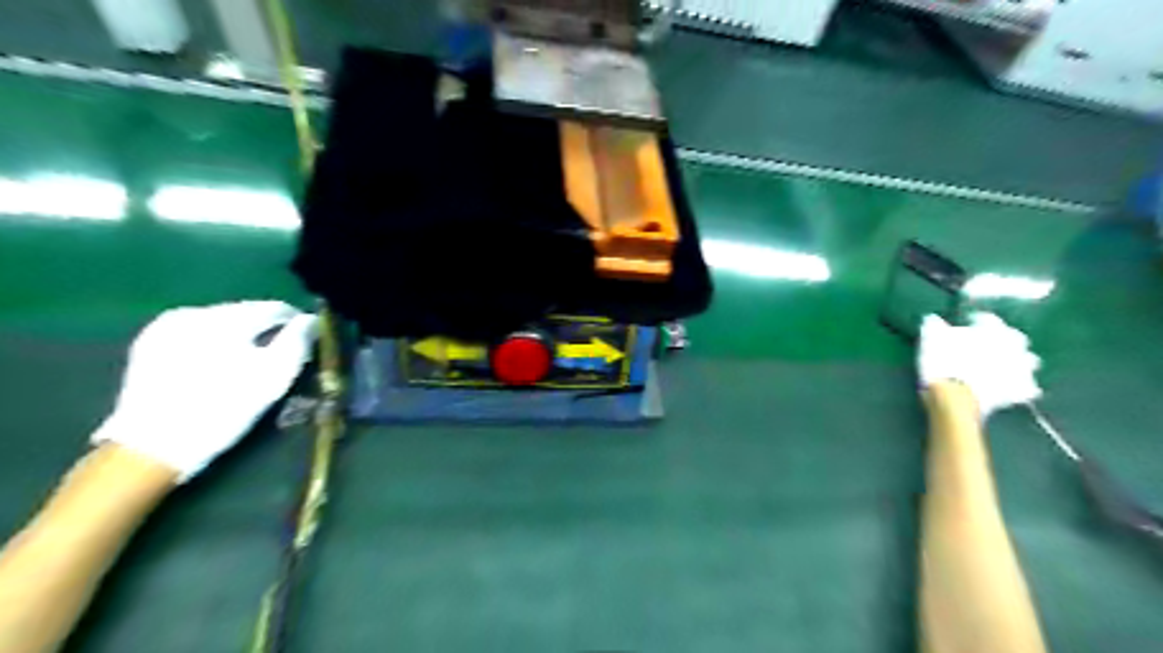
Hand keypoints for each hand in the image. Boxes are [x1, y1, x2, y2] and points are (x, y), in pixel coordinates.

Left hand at [90, 302, 314, 478]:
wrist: (153, 447)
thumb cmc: (224, 410)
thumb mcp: (274, 378)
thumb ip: (297, 343)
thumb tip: (310, 320)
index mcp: (225, 318)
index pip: (275, 308)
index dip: (296, 324)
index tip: (306, 342)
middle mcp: (194, 312)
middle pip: (246, 313)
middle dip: (266, 330)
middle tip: (277, 357)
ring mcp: (166, 326)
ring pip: (221, 322)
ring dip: (240, 336)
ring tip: (247, 363)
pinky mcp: (149, 344)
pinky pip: (196, 333)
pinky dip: (214, 344)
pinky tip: (216, 367)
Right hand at [924, 310, 1040, 418]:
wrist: (956, 398)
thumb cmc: (941, 364)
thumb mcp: (931, 341)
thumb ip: (934, 328)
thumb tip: (932, 319)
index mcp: (991, 331)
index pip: (988, 320)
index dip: (977, 321)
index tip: (968, 323)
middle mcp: (1011, 347)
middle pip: (1015, 339)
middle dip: (1005, 340)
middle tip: (990, 344)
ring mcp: (1018, 370)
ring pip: (1028, 361)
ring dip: (1018, 361)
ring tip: (1005, 365)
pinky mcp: (1018, 392)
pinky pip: (1026, 389)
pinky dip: (1020, 388)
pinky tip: (1010, 389)